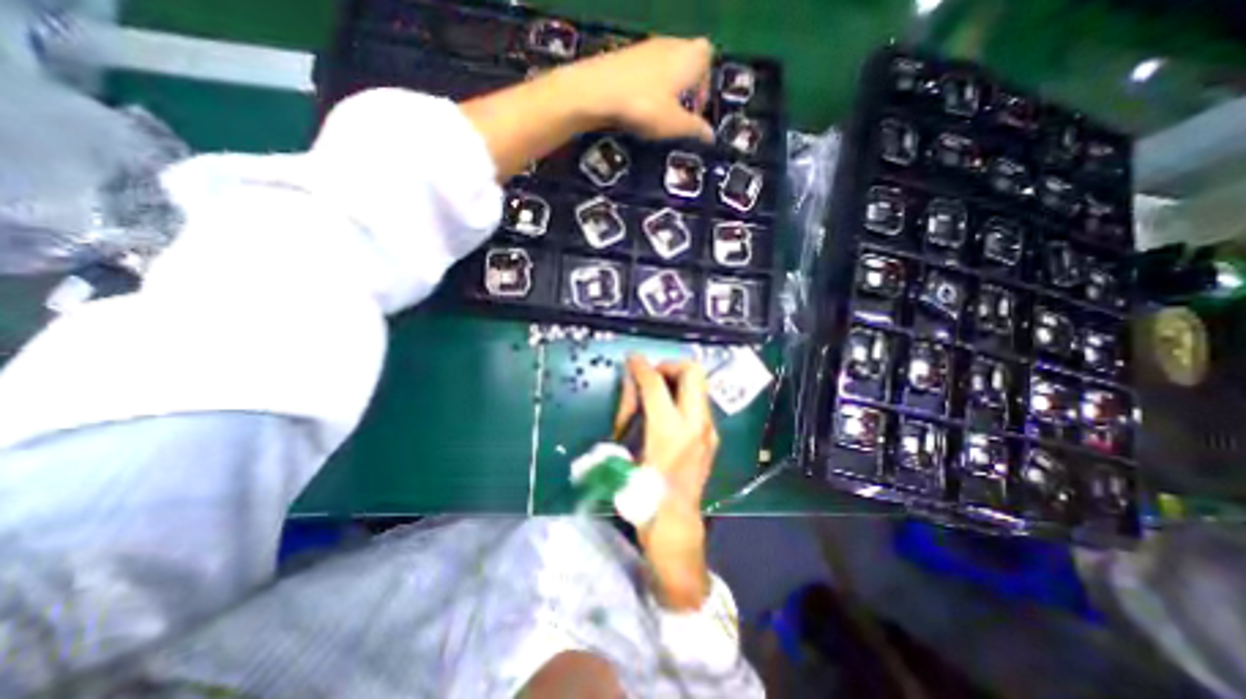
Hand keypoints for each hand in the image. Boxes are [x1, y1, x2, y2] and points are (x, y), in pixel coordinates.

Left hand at [561, 35, 715, 140]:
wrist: (597, 91)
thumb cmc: (645, 106)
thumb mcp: (675, 124)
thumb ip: (696, 129)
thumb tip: (711, 136)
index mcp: (690, 56)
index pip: (708, 61)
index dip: (705, 87)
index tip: (696, 112)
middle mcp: (672, 44)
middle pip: (687, 63)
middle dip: (687, 90)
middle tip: (678, 116)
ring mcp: (648, 47)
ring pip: (667, 68)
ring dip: (667, 91)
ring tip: (658, 116)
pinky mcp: (628, 56)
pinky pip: (648, 73)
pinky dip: (649, 89)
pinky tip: (639, 108)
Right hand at [615, 358, 721, 607]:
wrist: (674, 523)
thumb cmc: (643, 495)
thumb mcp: (626, 452)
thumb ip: (630, 414)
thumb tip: (633, 387)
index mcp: (670, 432)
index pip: (656, 384)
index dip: (641, 367)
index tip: (632, 359)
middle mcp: (696, 426)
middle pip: (692, 372)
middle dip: (669, 365)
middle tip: (651, 375)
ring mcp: (709, 430)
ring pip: (699, 384)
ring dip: (677, 379)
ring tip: (656, 393)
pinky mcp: (712, 437)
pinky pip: (699, 401)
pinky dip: (683, 396)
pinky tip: (667, 411)